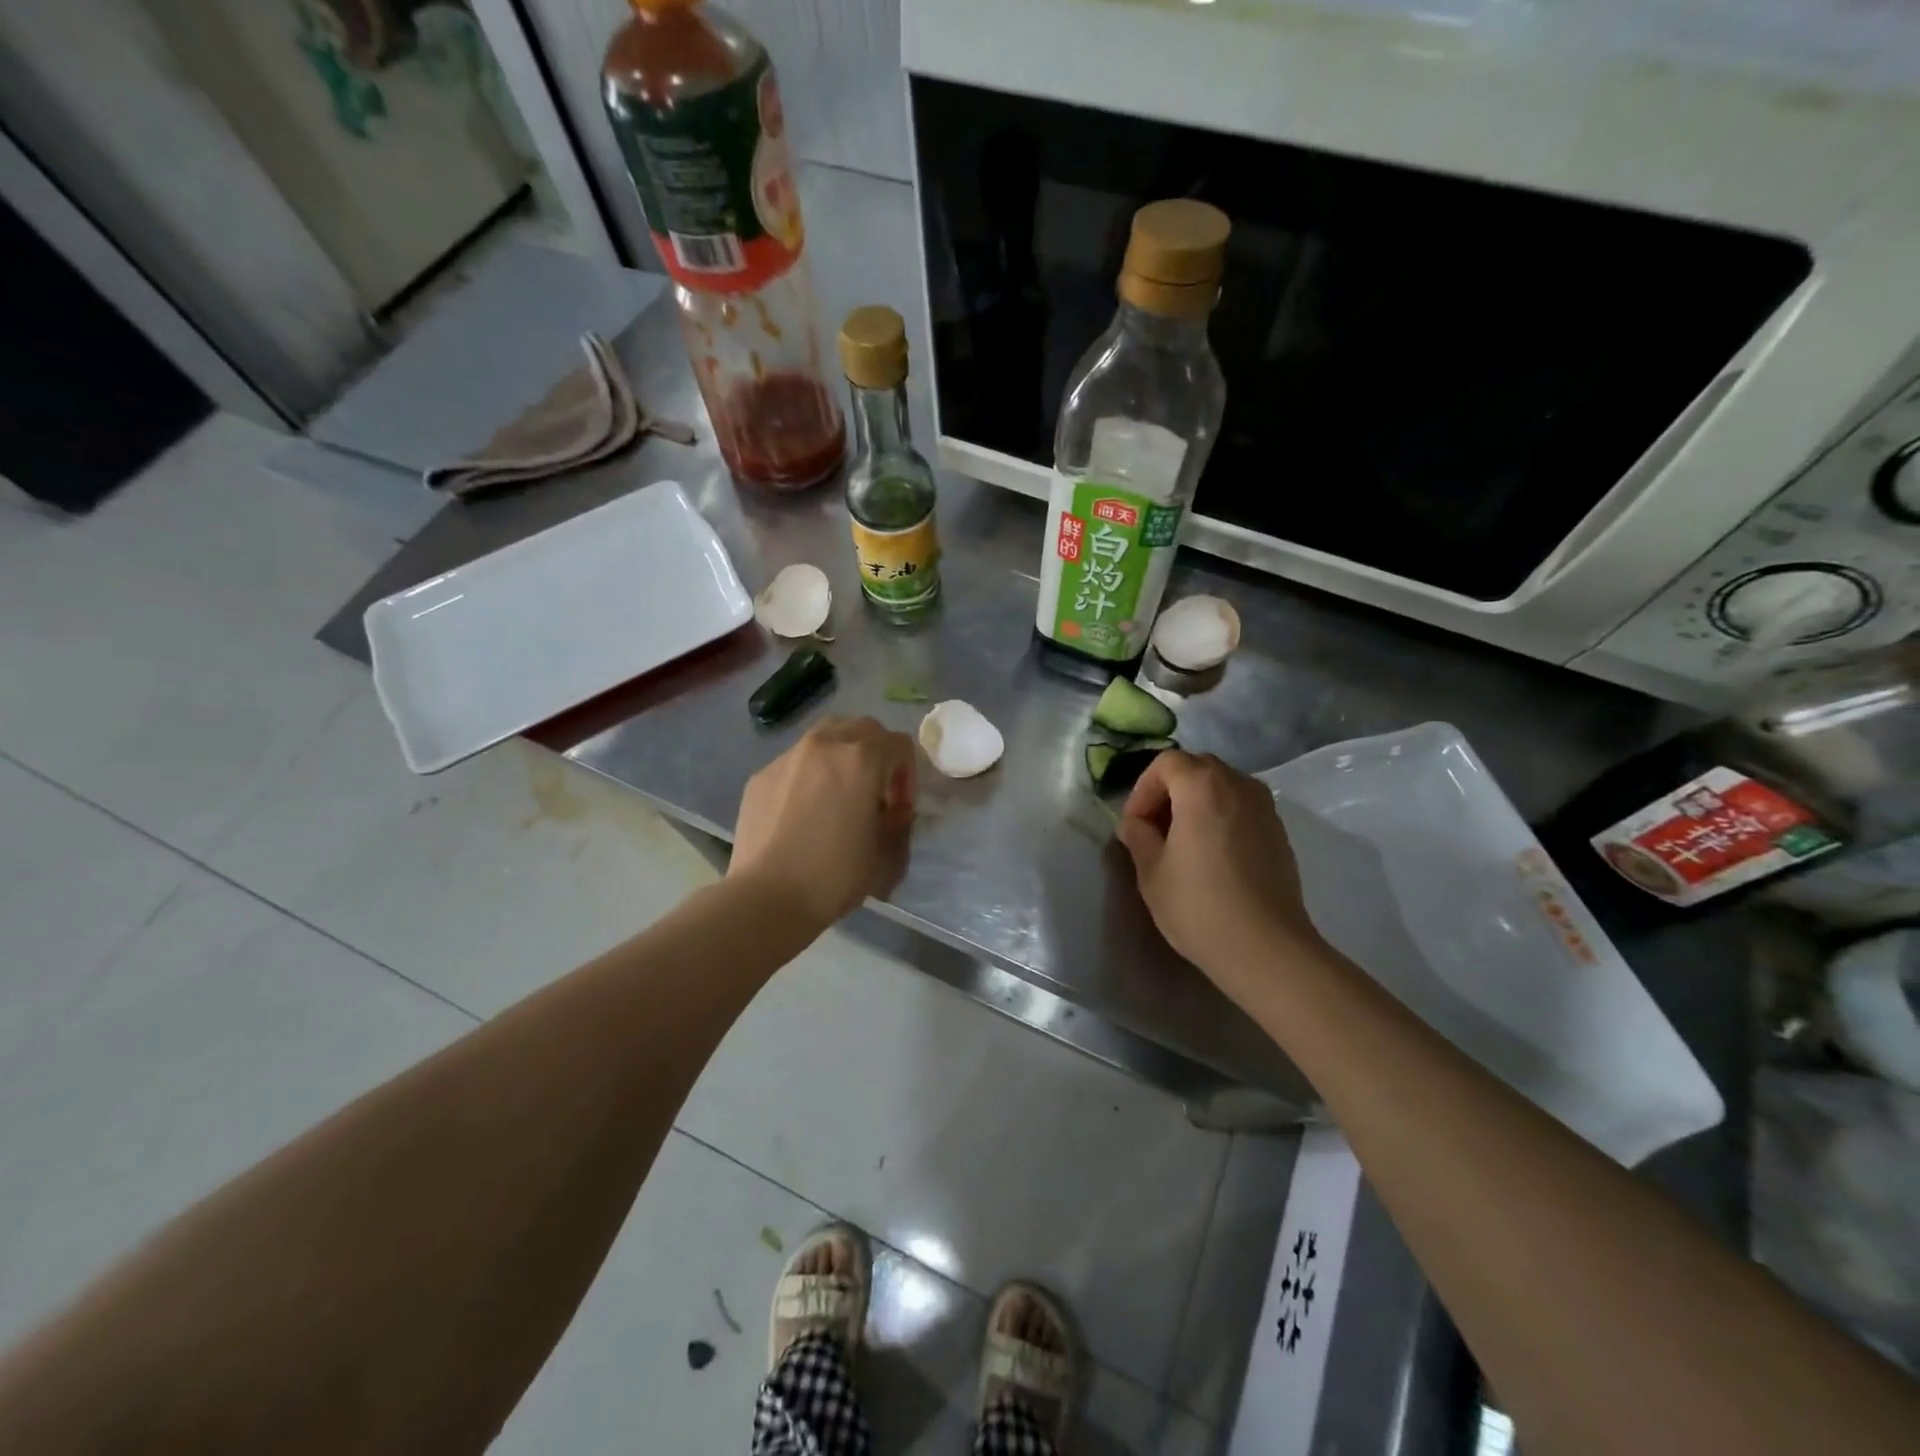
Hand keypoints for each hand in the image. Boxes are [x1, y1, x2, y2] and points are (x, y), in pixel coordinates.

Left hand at [730, 717, 916, 928]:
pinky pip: (796, 762)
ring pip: (826, 737)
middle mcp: (825, 744)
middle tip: (874, 793)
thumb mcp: (885, 855)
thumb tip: (894, 810)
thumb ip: (899, 823)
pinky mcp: (761, 775)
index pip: (900, 744)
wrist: (766, 898)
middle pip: (863, 729)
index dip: (908, 775)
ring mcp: (788, 756)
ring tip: (839, 795)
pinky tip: (804, 811)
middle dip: (877, 755)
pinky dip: (810, 774)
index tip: (900, 808)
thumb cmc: (834, 876)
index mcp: (862, 758)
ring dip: (843, 757)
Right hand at [1116, 751, 1321, 984]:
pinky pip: (1242, 808)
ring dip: (1197, 802)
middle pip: (1197, 768)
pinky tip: (1212, 855)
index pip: (1166, 763)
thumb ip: (1138, 837)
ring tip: (1182, 841)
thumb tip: (1136, 824)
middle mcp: (1238, 785)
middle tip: (1154, 828)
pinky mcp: (1279, 832)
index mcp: (1202, 786)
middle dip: (1169, 790)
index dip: (1143, 788)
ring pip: (1222, 786)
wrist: (1266, 948)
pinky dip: (1221, 817)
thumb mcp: (1151, 871)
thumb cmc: (1199, 906)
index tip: (1134, 824)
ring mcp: (1265, 807)